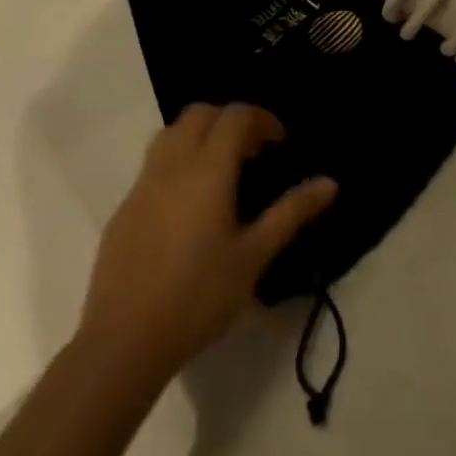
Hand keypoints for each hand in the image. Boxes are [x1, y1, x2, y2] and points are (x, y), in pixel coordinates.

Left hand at [77, 104, 336, 385]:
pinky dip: (177, 161)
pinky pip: (154, 163)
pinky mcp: (124, 207)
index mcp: (207, 170)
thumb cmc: (199, 296)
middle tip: (252, 152)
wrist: (124, 341)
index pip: (235, 116)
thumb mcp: (254, 256)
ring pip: (171, 133)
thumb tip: (330, 183)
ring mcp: (143, 184)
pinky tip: (188, 204)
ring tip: (221, 170)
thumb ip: (291, 213)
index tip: (279, 142)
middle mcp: (172, 165)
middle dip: (229, 120)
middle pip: (200, 114)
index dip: (261, 119)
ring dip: (200, 135)